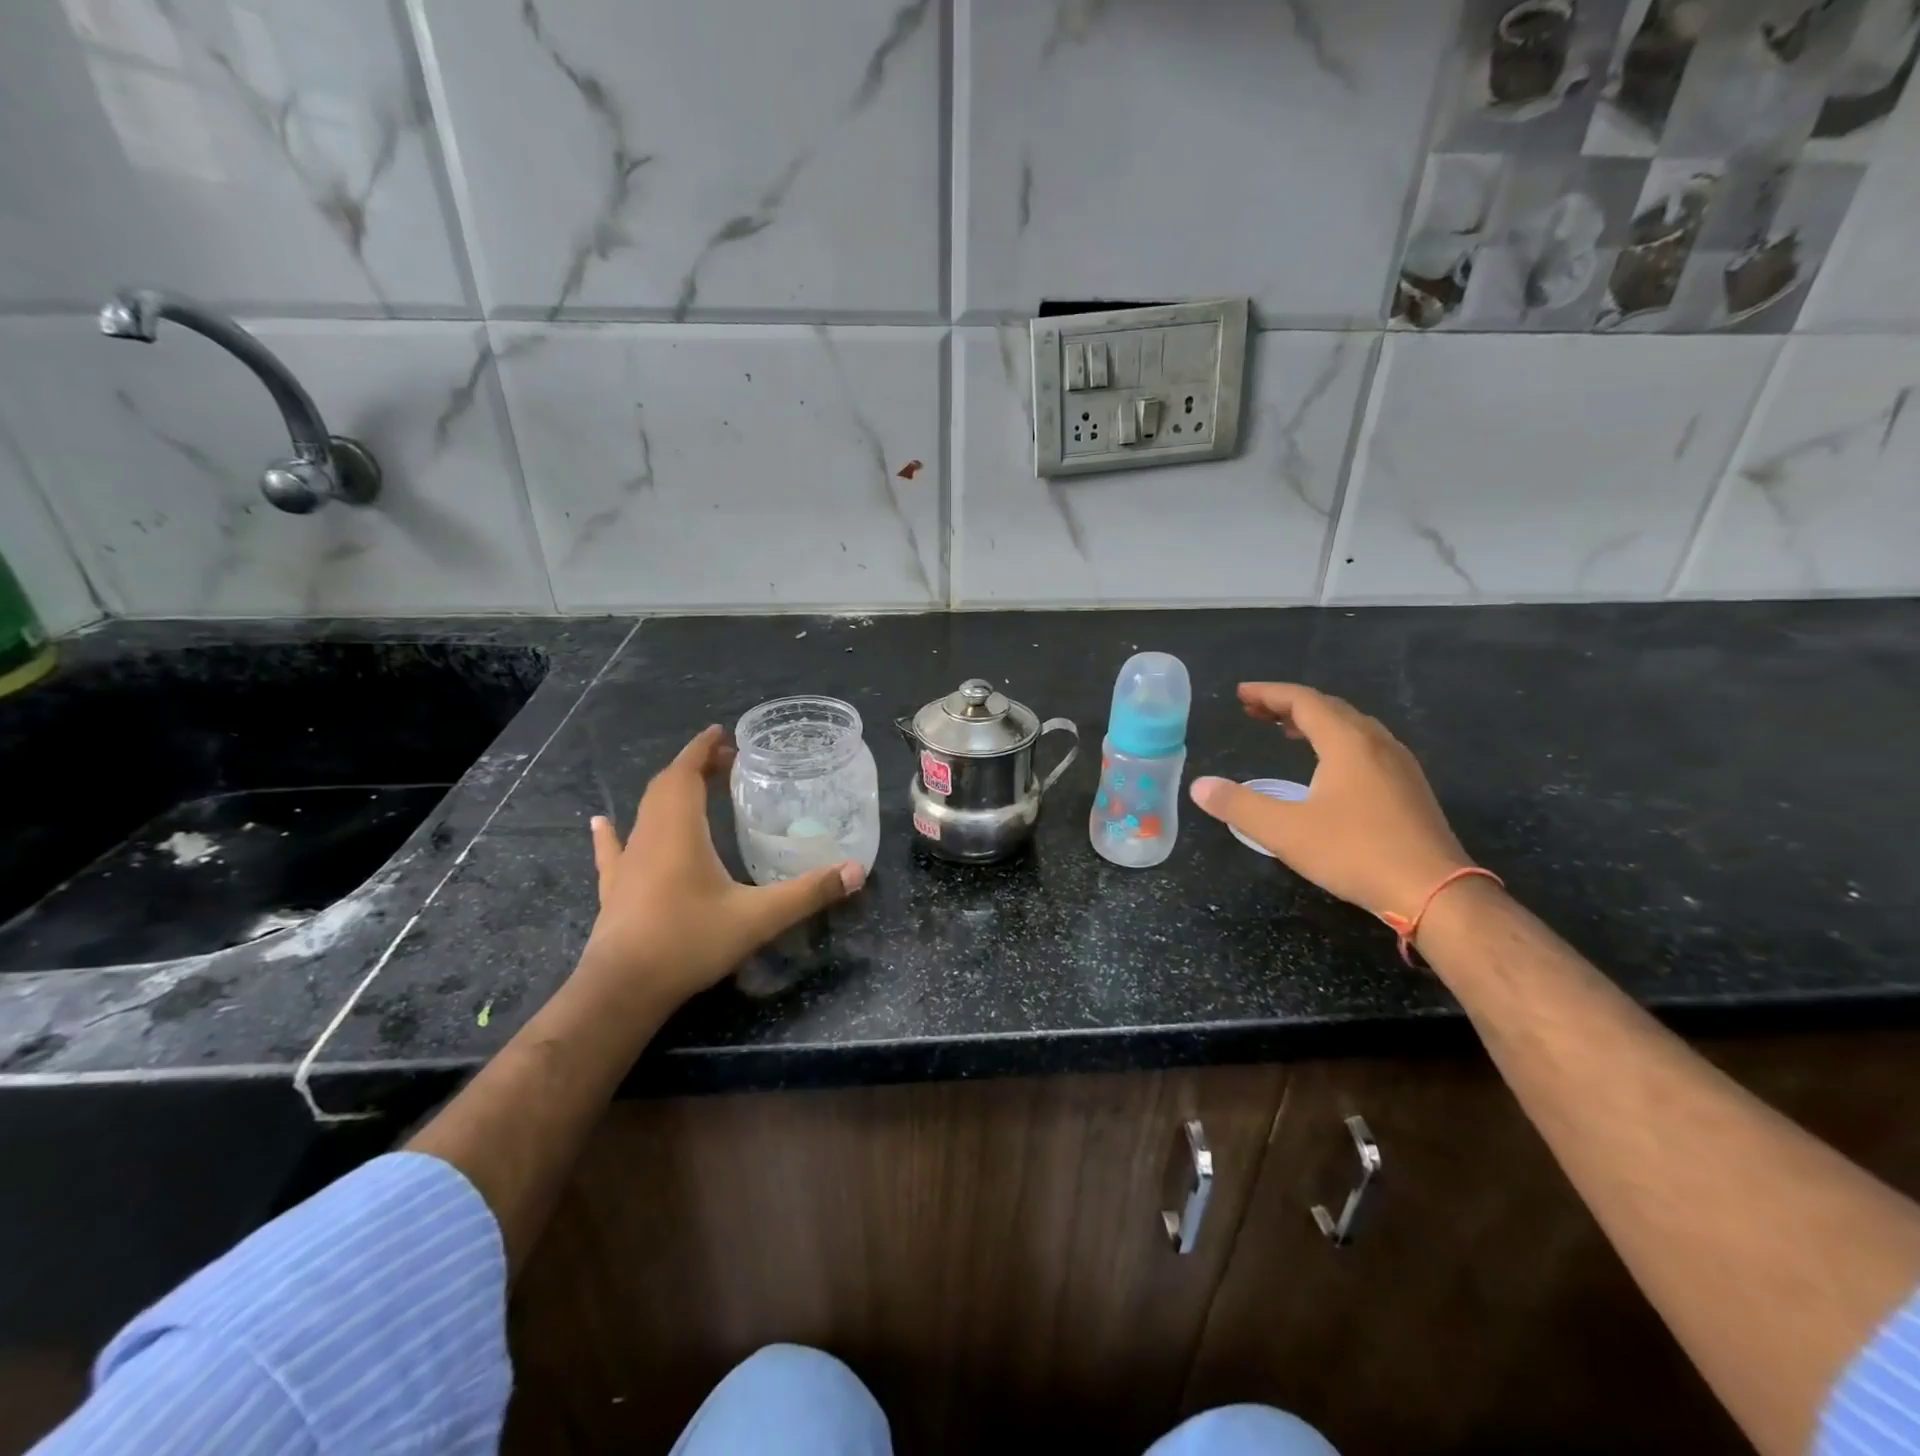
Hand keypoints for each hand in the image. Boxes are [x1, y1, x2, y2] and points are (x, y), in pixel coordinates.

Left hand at [583, 725, 865, 1009]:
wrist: (624, 990)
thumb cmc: (689, 942)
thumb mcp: (759, 917)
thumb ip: (808, 892)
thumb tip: (857, 871)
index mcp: (680, 831)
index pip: (687, 773)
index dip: (703, 749)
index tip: (723, 733)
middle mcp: (651, 836)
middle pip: (668, 786)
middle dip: (694, 767)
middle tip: (725, 763)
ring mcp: (628, 862)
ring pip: (645, 812)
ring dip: (669, 792)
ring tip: (694, 787)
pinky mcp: (615, 887)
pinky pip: (613, 849)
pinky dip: (612, 832)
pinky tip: (602, 823)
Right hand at [1189, 683, 1474, 921]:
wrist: (1436, 891)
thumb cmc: (1356, 853)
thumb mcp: (1285, 831)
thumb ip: (1238, 805)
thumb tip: (1199, 786)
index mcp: (1347, 743)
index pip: (1303, 702)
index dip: (1269, 694)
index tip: (1241, 694)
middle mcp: (1376, 743)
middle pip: (1329, 708)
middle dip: (1289, 705)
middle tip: (1255, 711)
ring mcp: (1399, 765)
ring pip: (1352, 727)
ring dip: (1315, 722)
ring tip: (1286, 731)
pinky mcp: (1409, 788)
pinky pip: (1366, 746)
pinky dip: (1336, 741)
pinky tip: (1329, 766)